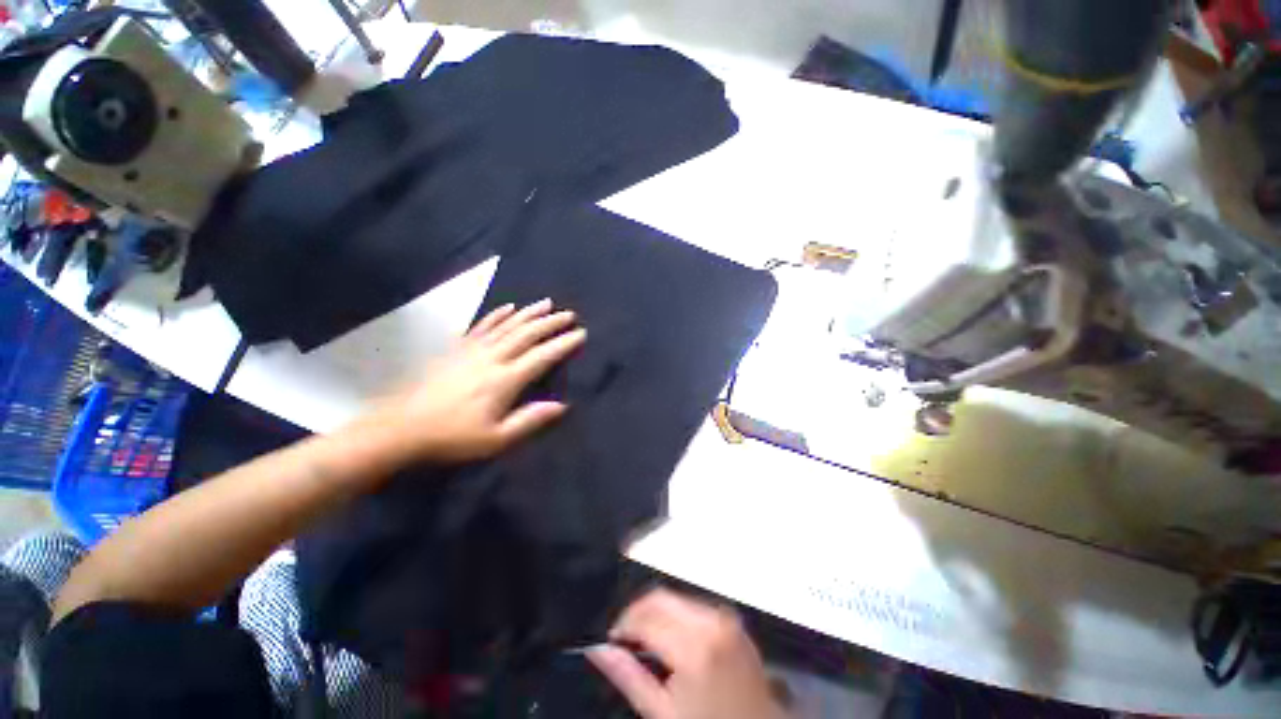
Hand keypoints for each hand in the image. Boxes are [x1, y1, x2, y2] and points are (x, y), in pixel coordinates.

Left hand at [371, 299, 585, 462]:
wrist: (402, 426)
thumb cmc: (453, 436)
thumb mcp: (496, 439)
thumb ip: (530, 420)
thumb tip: (562, 405)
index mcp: (505, 380)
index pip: (542, 356)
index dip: (563, 343)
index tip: (580, 333)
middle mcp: (493, 358)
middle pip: (527, 333)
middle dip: (551, 322)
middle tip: (570, 314)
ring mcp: (473, 349)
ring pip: (508, 324)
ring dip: (530, 313)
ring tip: (547, 303)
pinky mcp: (457, 347)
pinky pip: (483, 325)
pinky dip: (498, 314)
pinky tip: (509, 306)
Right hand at [588, 589, 786, 718]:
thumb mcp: (664, 714)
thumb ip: (630, 677)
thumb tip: (598, 650)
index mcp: (694, 646)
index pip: (645, 617)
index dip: (622, 626)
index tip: (611, 640)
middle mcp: (712, 622)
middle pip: (661, 598)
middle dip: (637, 613)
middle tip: (624, 638)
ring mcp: (726, 618)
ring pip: (676, 598)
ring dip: (657, 613)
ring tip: (647, 642)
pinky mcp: (732, 621)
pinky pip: (694, 606)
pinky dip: (676, 616)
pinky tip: (671, 641)